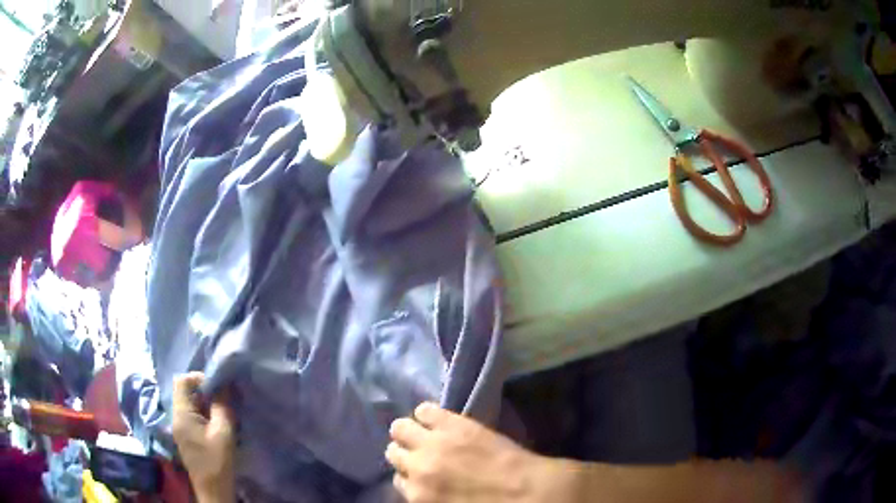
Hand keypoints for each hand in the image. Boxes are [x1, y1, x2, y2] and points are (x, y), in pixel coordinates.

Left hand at [172, 373, 235, 502]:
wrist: (213, 491)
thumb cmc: (217, 462)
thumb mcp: (224, 432)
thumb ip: (222, 406)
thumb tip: (224, 384)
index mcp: (181, 414)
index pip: (182, 381)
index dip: (198, 378)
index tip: (218, 388)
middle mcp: (176, 417)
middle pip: (185, 392)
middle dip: (205, 392)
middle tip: (224, 401)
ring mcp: (180, 427)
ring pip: (190, 404)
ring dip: (206, 404)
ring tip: (224, 413)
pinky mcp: (186, 436)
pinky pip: (192, 416)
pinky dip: (205, 415)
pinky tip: (218, 425)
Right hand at [386, 403, 577, 502]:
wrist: (527, 492)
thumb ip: (426, 498)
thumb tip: (419, 488)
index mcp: (416, 495)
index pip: (398, 481)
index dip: (411, 476)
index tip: (421, 474)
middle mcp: (416, 468)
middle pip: (394, 453)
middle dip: (406, 453)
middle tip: (423, 453)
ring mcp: (433, 443)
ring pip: (400, 428)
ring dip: (409, 432)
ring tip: (425, 433)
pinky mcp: (451, 423)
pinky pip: (424, 410)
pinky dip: (426, 413)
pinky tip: (436, 418)